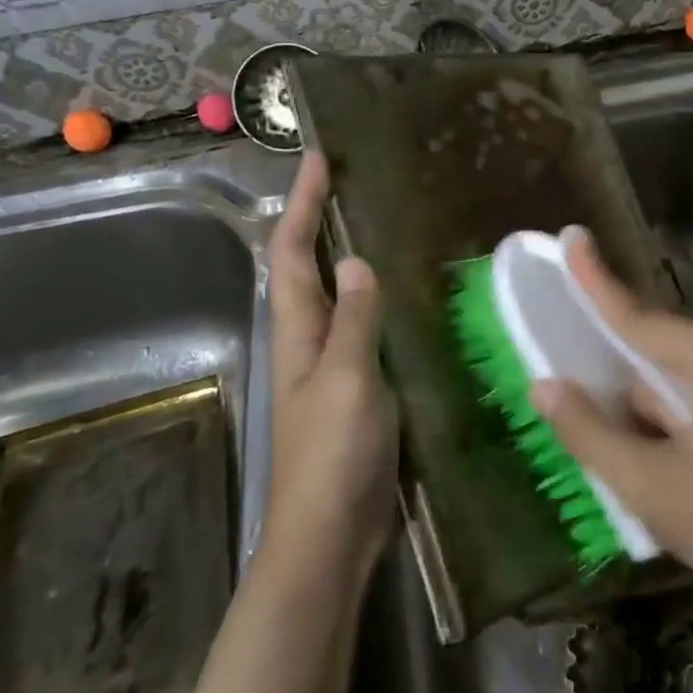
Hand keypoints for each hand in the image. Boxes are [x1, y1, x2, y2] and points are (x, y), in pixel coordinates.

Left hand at [261, 152, 397, 591]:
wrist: (332, 533)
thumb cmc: (333, 454)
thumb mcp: (347, 378)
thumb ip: (353, 319)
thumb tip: (355, 261)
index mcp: (296, 331)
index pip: (291, 252)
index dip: (301, 204)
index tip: (317, 159)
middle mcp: (306, 340)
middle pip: (304, 267)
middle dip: (317, 221)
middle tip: (348, 181)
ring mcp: (328, 365)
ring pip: (331, 295)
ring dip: (343, 255)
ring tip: (376, 222)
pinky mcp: (354, 387)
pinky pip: (359, 327)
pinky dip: (371, 298)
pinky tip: (401, 295)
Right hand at [531, 231, 692, 609]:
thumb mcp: (653, 489)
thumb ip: (592, 433)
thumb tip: (543, 385)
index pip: (644, 318)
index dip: (598, 281)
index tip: (571, 237)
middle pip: (656, 340)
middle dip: (607, 345)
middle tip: (558, 325)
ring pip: (669, 371)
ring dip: (632, 390)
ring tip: (589, 400)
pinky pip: (687, 391)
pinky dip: (656, 408)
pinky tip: (636, 438)